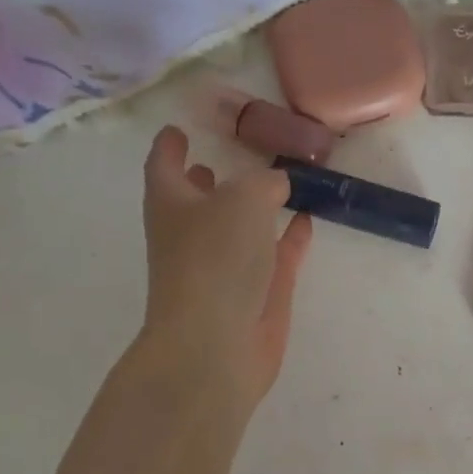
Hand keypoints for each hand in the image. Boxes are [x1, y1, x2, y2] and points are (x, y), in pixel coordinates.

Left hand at [134, 126, 313, 407]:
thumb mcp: (244, 199)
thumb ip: (265, 182)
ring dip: (255, 207)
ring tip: (280, 181)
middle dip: (210, 178)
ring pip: (241, 228)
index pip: (165, 164)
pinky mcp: (257, 294)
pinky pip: (275, 254)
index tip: (179, 129)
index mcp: (172, 205)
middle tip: (235, 153)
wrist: (217, 344)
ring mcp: (226, 267)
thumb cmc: (215, 260)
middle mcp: (193, 234)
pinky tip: (308, 219)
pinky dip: (289, 237)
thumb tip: (277, 184)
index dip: (171, 145)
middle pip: (199, 199)